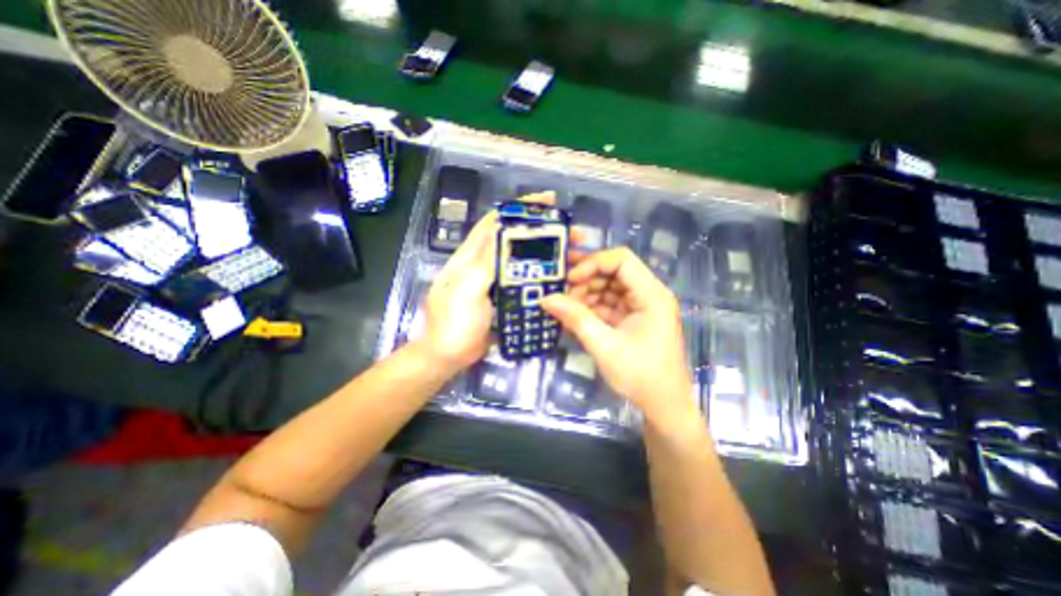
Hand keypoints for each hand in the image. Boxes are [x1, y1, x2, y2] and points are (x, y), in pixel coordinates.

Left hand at [414, 190, 562, 372]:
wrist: (448, 356)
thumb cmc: (454, 322)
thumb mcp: (467, 289)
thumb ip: (485, 262)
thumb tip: (505, 232)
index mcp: (472, 255)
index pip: (497, 221)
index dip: (522, 208)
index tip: (549, 201)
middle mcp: (485, 263)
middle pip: (518, 240)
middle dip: (545, 233)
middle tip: (574, 235)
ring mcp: (496, 282)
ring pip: (525, 261)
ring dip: (549, 256)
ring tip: (576, 258)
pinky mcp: (504, 298)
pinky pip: (527, 282)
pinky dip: (544, 278)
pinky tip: (562, 281)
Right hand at [547, 247, 698, 422]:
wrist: (663, 407)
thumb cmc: (640, 376)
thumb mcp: (605, 346)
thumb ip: (576, 319)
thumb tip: (546, 298)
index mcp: (651, 295)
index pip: (622, 260)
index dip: (593, 263)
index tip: (570, 280)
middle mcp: (648, 294)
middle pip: (614, 272)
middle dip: (586, 279)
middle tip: (561, 291)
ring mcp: (641, 306)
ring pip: (609, 287)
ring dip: (586, 294)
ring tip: (565, 307)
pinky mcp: (633, 318)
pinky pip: (609, 304)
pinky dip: (591, 308)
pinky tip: (574, 316)